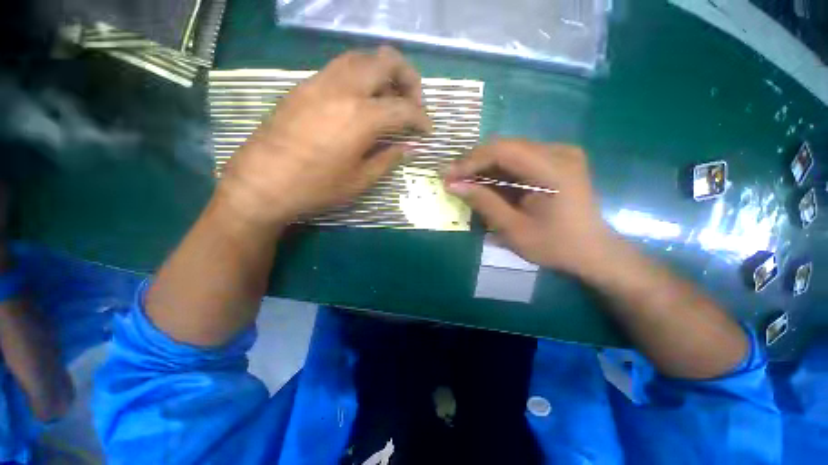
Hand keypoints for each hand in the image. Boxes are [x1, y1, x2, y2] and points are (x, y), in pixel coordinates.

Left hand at [218, 46, 431, 226]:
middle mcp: (343, 89)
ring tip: (389, 98)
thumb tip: (408, 147)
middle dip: (408, 79)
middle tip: (412, 103)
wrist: (261, 183)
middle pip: (386, 61)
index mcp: (361, 117)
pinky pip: (341, 68)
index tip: (427, 131)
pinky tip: (361, 101)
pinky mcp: (304, 86)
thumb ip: (388, 158)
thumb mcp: (360, 180)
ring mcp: (320, 82)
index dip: (421, 119)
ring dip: (383, 72)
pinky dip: (361, 76)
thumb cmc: (316, 188)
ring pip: (362, 57)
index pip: (404, 108)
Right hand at [445, 139, 616, 276]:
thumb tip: (453, 185)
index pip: (502, 151)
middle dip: (474, 163)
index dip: (471, 161)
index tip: (448, 176)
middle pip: (505, 146)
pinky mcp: (557, 161)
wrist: (592, 251)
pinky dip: (499, 170)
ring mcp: (560, 153)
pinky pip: (519, 158)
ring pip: (510, 151)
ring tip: (464, 181)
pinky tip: (485, 182)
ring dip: (484, 166)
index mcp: (554, 169)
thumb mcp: (514, 229)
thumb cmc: (555, 246)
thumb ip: (484, 203)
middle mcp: (559, 151)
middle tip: (453, 179)